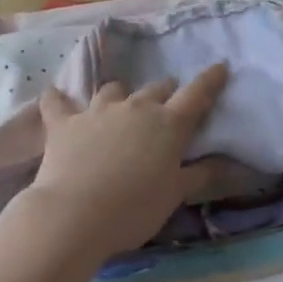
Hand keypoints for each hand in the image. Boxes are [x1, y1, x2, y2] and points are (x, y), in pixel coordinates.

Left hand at [24, 65, 231, 259]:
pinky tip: (55, 96)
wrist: (75, 214)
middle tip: (167, 105)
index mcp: (169, 124)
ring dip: (121, 94)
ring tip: (120, 104)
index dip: (211, 80)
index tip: (220, 67)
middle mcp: (136, 108)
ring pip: (113, 89)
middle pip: (156, 88)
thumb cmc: (135, 208)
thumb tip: (226, 162)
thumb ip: (200, 174)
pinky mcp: (64, 122)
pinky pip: (57, 101)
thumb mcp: (175, 195)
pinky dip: (59, 99)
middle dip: (165, 92)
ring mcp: (97, 111)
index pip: (197, 95)